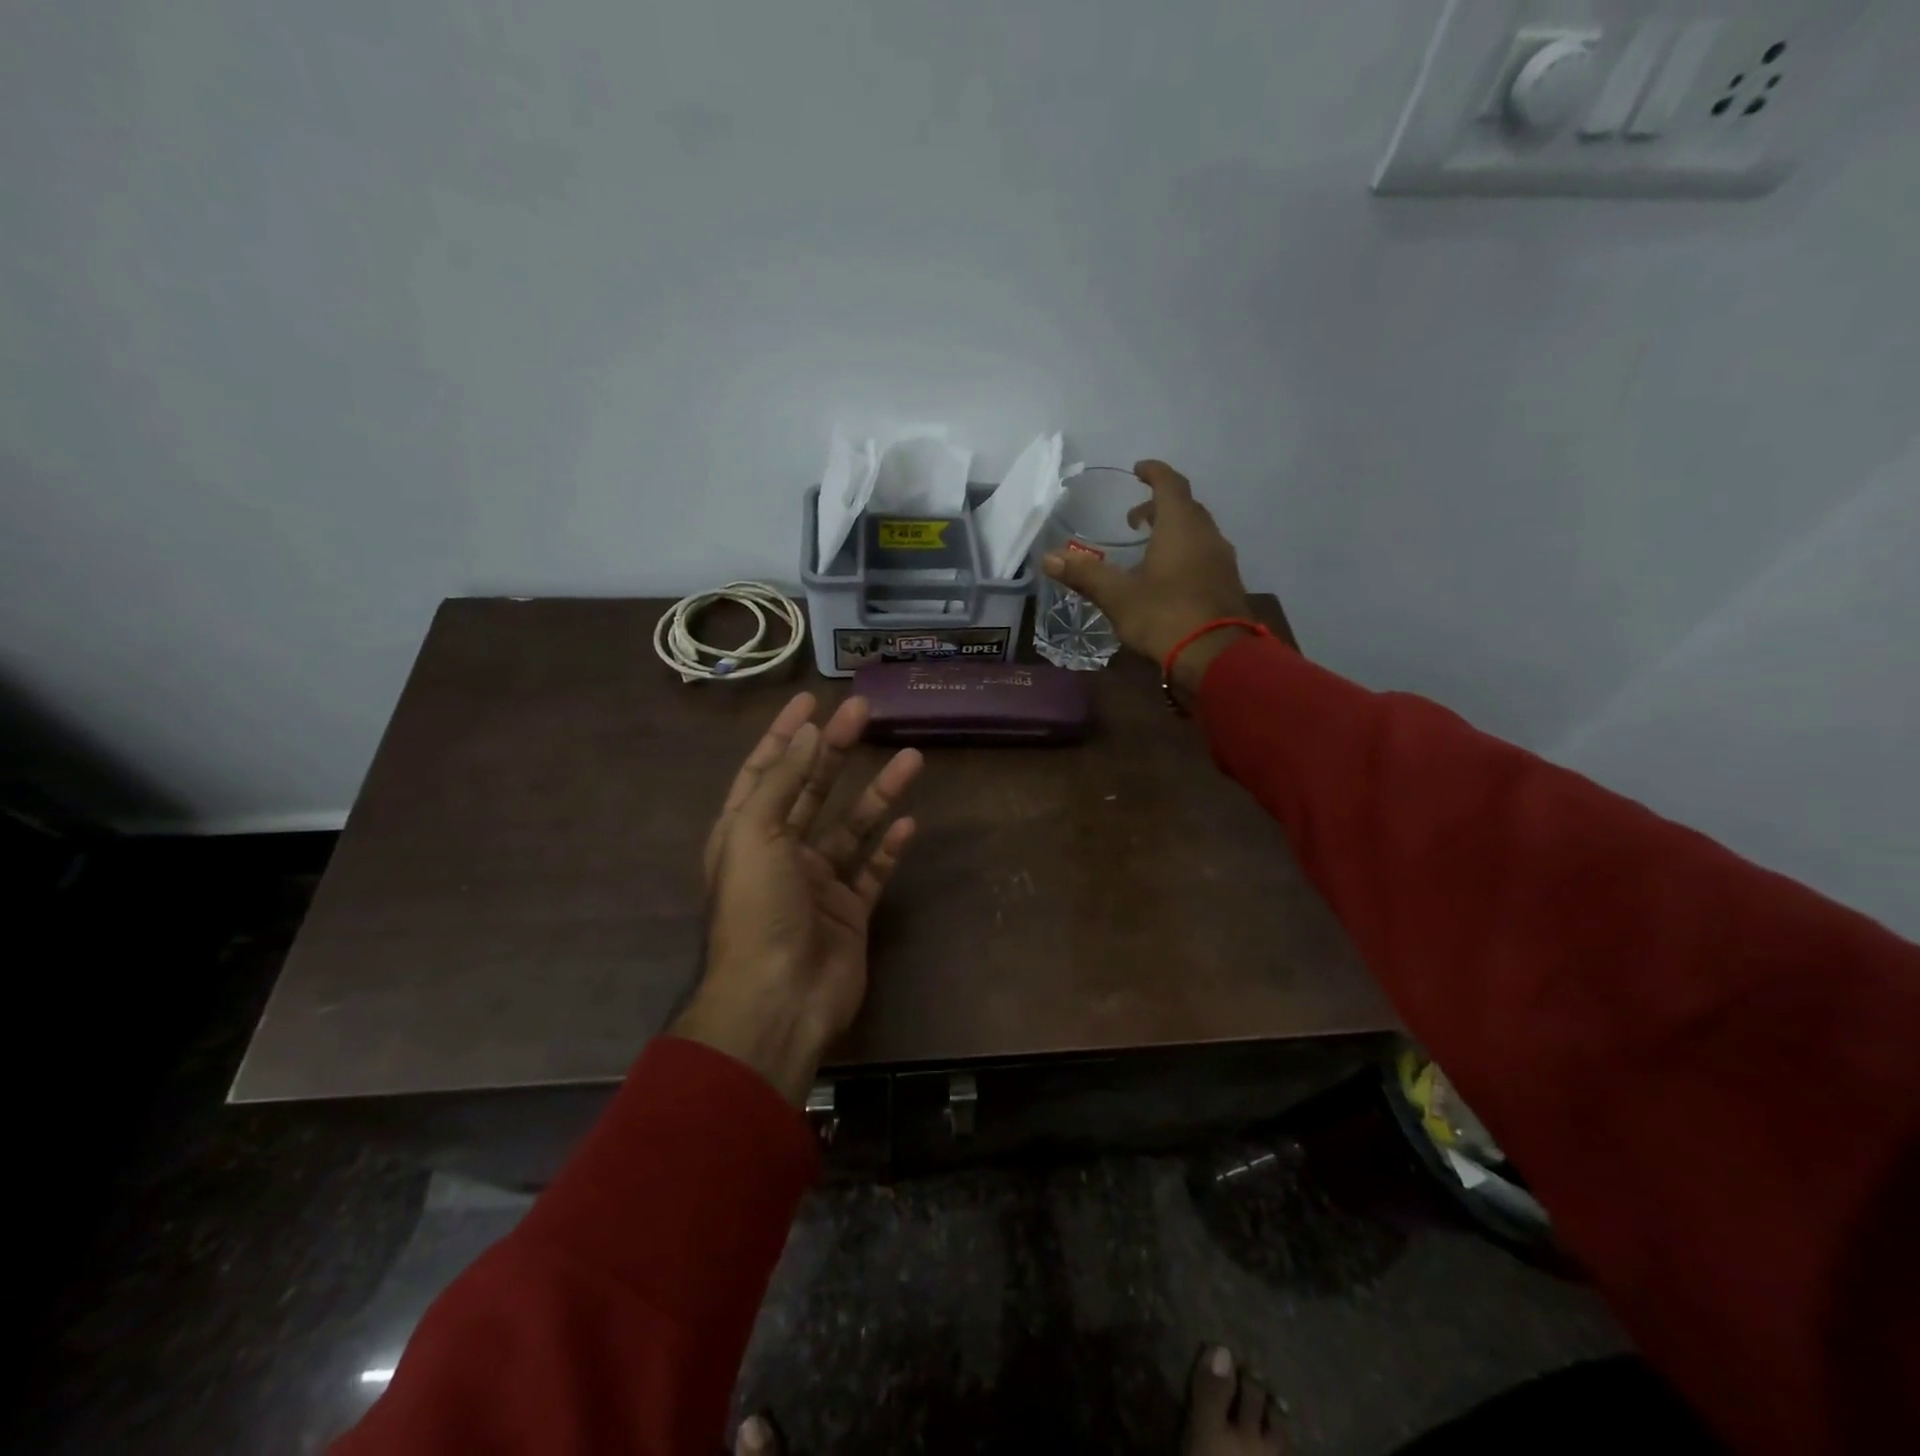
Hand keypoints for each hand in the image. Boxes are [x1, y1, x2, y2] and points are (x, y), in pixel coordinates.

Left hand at [672, 693, 922, 1103]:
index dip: (786, 734)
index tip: (812, 700)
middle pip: (812, 789)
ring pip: (852, 827)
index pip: (766, 771)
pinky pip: (873, 871)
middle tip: (867, 711)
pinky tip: (909, 825)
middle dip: (838, 749)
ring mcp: (817, 884)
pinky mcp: (850, 912)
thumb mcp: (755, 834)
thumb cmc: (758, 910)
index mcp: (746, 833)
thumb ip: (783, 782)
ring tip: (913, 759)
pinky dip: (890, 848)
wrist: (779, 999)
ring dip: (879, 794)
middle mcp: (780, 853)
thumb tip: (809, 733)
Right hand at [1041, 460, 1268, 695]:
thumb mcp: (1117, 596)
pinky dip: (1185, 553)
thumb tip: (1048, 558)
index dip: (1154, 473)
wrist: (1217, 657)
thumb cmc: (1164, 616)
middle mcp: (1207, 535)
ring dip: (1174, 531)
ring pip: (1198, 533)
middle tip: (1134, 518)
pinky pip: (1205, 556)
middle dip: (1160, 506)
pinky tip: (1169, 577)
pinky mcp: (1228, 585)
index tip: (1138, 470)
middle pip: (1185, 508)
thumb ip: (1084, 574)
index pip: (1170, 484)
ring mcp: (1222, 561)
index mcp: (1181, 527)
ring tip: (1149, 548)